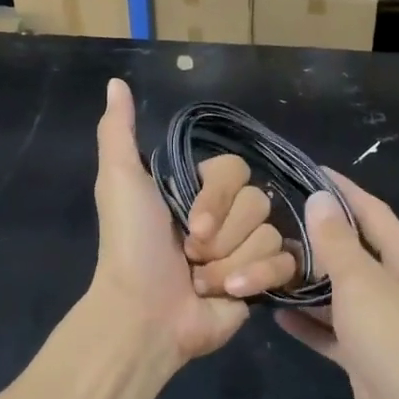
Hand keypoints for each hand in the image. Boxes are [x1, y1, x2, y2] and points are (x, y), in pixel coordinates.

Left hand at [87, 79, 297, 366]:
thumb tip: (115, 83)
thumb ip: (117, 131)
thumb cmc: (132, 246)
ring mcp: (245, 249)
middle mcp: (224, 216)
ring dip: (230, 261)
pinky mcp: (262, 281)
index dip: (217, 197)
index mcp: (197, 190)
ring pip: (269, 234)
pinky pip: (284, 264)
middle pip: (257, 202)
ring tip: (202, 280)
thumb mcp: (120, 181)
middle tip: (190, 254)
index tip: (188, 222)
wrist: (145, 314)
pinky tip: (228, 293)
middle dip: (222, 233)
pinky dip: (254, 278)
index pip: (236, 170)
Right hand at [274, 170, 398, 398]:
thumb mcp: (363, 284)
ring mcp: (386, 326)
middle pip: (354, 252)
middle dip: (317, 238)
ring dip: (308, 282)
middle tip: (272, 221)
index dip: (342, 190)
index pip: (372, 211)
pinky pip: (334, 332)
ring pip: (341, 294)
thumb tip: (320, 198)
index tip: (307, 171)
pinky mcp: (370, 360)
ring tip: (266, 264)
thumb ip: (337, 242)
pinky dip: (310, 323)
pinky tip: (276, 315)